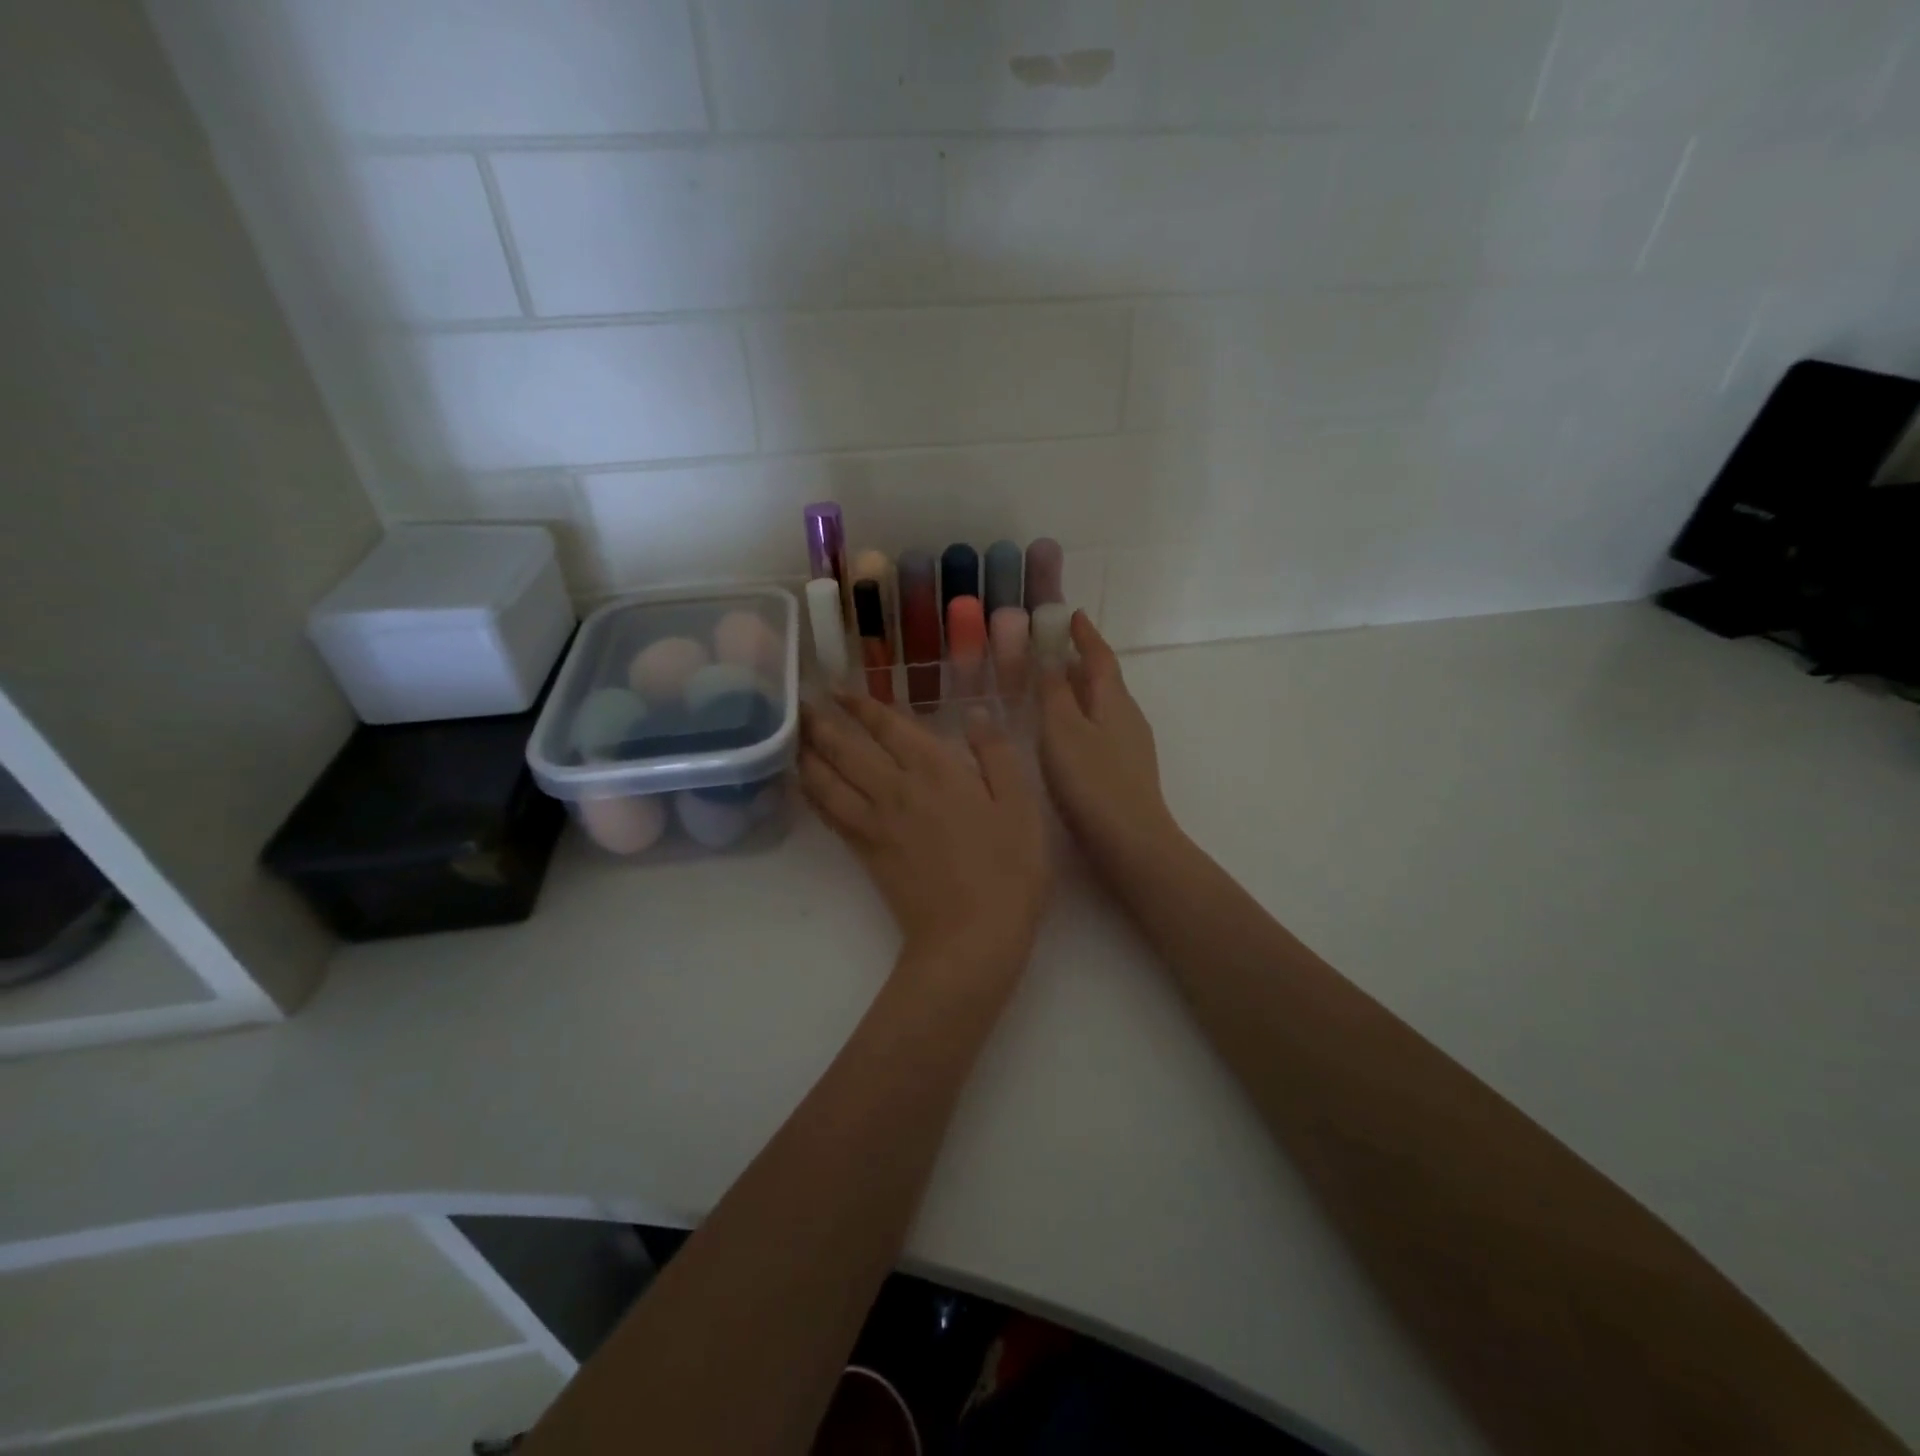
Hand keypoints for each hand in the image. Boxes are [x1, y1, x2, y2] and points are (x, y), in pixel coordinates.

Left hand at [800, 695, 1051, 966]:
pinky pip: (829, 814)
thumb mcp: (1020, 805)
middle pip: (847, 748)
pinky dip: (813, 794)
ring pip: (829, 779)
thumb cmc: (1008, 868)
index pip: (889, 727)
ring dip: (809, 754)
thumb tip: (976, 715)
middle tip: (803, 702)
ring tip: (794, 735)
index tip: (841, 690)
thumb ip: (996, 755)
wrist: (971, 936)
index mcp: (936, 770)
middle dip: (823, 722)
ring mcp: (875, 821)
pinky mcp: (865, 852)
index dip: (862, 706)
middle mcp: (896, 788)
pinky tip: (805, 784)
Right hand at [1037, 612, 1180, 875]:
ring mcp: (1131, 746)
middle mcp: (1128, 717)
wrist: (1131, 843)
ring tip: (1053, 689)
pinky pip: (1101, 730)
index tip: (1071, 614)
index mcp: (1114, 700)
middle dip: (1082, 661)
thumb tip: (1050, 657)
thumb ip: (1054, 692)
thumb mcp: (1062, 731)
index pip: (1100, 656)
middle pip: (1105, 679)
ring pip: (1103, 706)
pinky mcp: (1126, 772)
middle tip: (1052, 649)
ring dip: (1081, 691)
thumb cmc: (1092, 781)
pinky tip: (1066, 736)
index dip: (1084, 634)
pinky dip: (1082, 719)